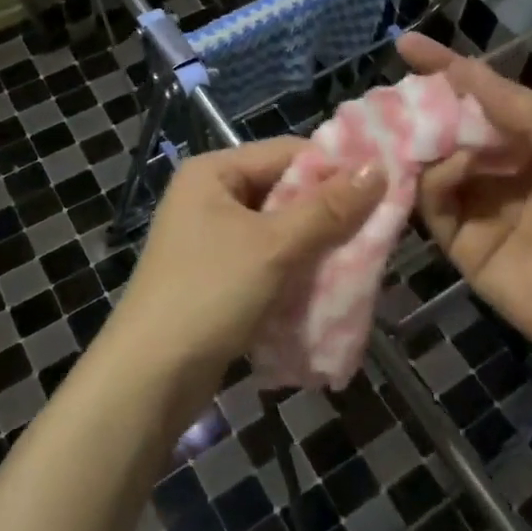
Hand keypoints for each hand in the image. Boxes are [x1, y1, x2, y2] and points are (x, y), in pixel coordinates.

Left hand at [107, 139, 382, 409]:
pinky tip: (325, 284)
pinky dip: (295, 269)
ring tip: (359, 259)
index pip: (287, 153)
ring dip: (315, 244)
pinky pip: (267, 259)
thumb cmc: (210, 294)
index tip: (381, 190)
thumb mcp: (273, 246)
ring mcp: (210, 237)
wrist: (149, 378)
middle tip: (377, 229)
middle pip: (284, 190)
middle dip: (328, 211)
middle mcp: (209, 196)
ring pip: (279, 228)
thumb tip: (378, 168)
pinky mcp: (216, 275)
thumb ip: (327, 208)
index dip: (335, 169)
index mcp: (214, 172)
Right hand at [398, 34, 531, 395]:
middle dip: (425, 103)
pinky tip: (448, 167)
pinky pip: (434, 202)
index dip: (449, 69)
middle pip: (453, 125)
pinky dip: (434, 178)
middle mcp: (502, 168)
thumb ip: (531, 117)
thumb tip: (469, 72)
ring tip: (418, 125)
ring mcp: (479, 205)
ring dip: (426, 138)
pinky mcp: (460, 243)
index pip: (486, 96)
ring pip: (435, 161)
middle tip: (397, 89)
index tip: (408, 44)